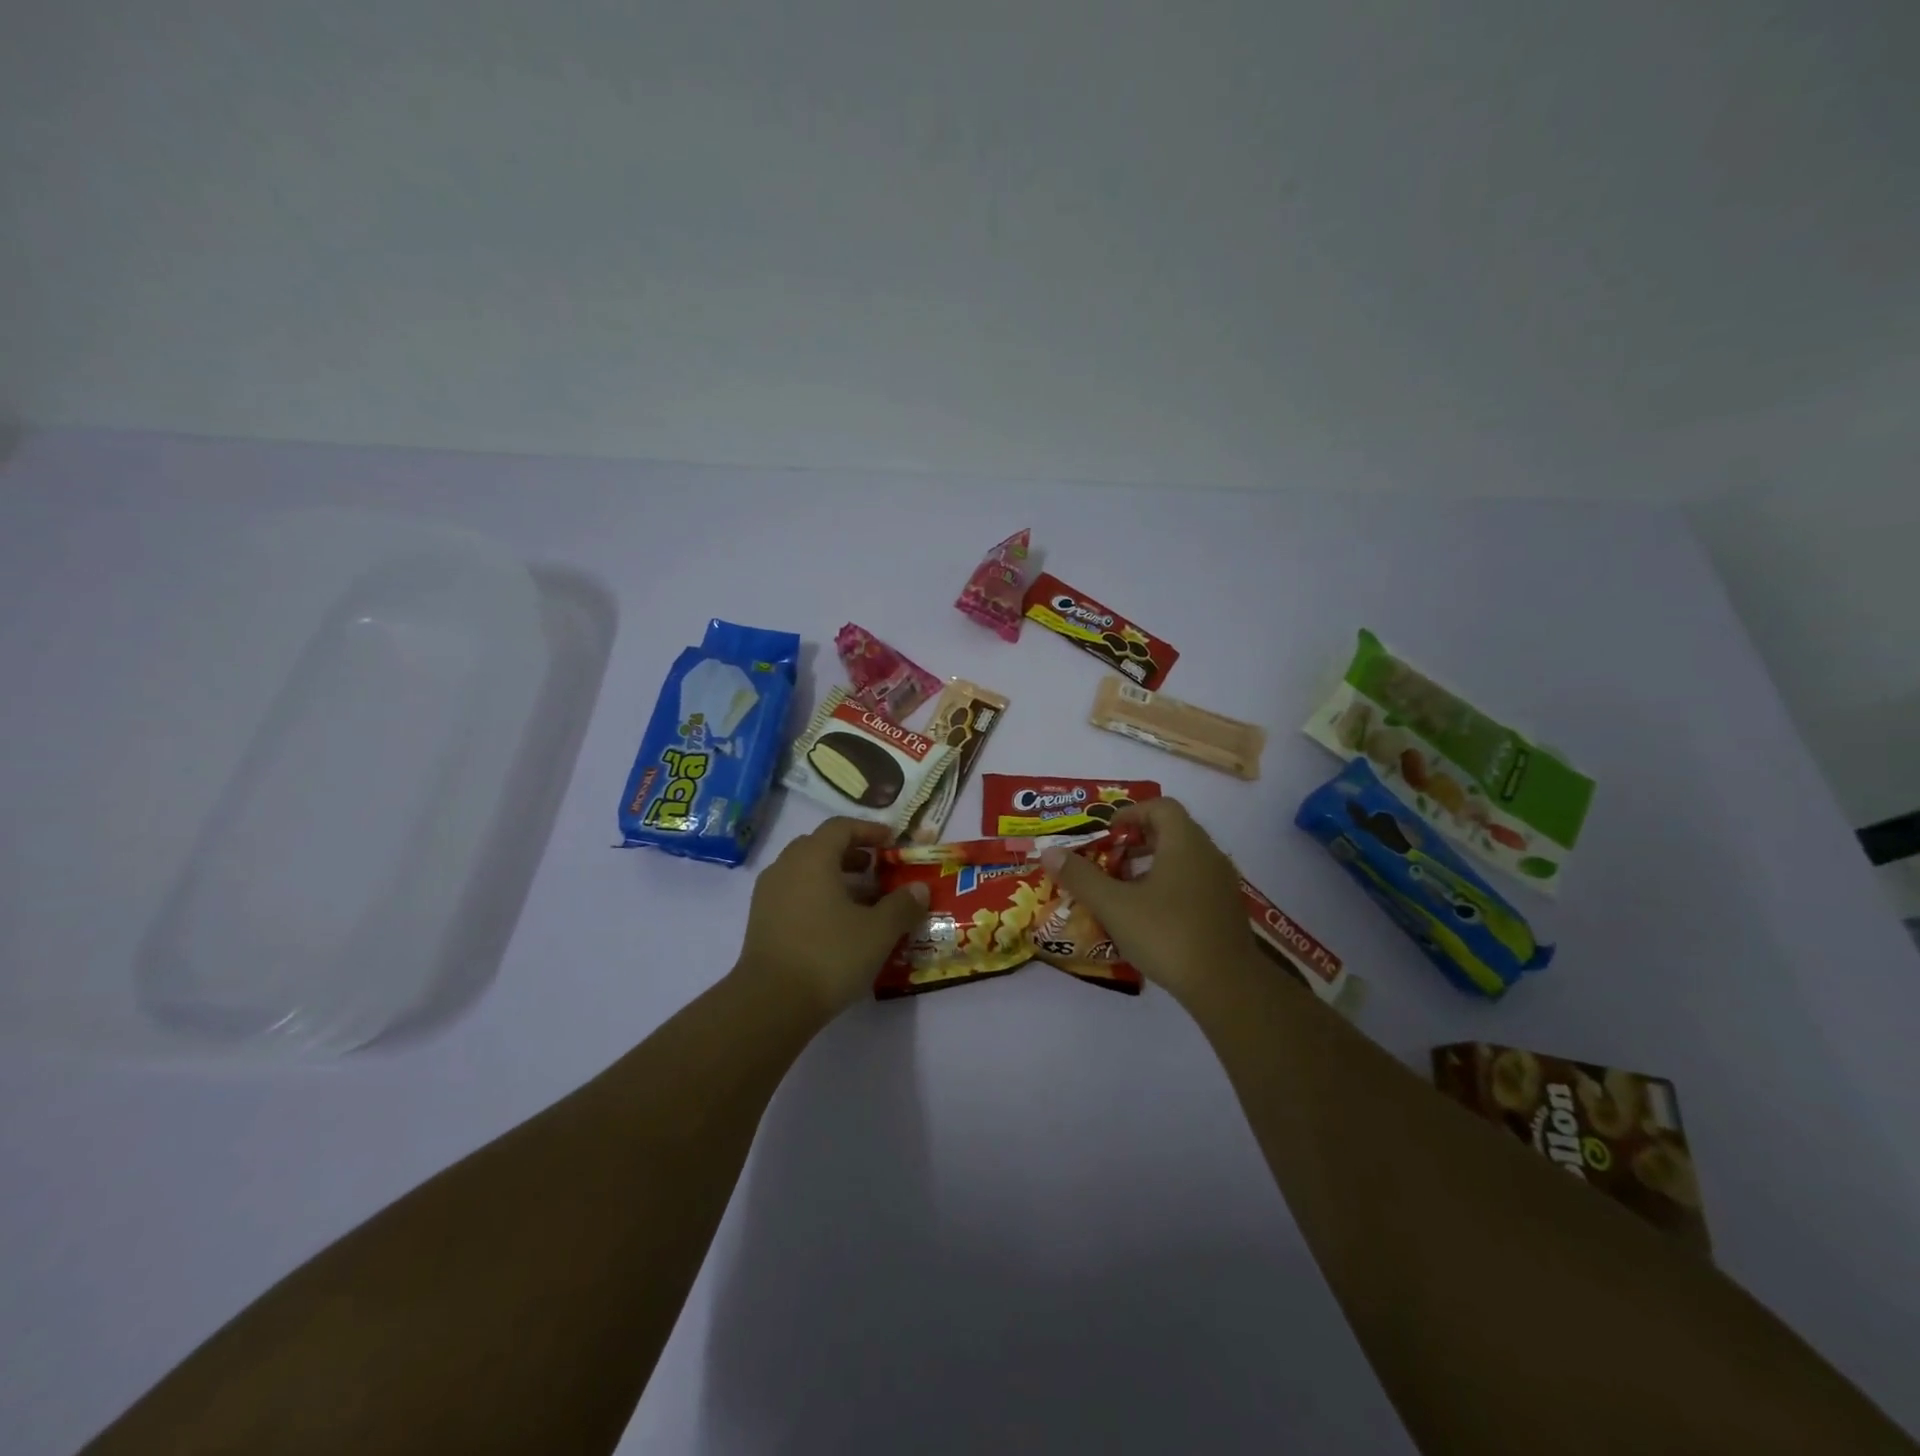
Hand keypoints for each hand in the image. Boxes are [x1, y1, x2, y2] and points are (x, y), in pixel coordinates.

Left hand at [733, 818, 930, 1018]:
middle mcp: (786, 867)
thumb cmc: (829, 955)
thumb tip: (919, 888)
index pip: (841, 827)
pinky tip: (838, 924)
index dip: (868, 830)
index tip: (891, 842)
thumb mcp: (878, 931)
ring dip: (835, 877)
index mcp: (812, 858)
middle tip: (877, 868)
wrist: (771, 1003)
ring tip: (863, 900)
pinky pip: (794, 894)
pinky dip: (817, 897)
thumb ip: (902, 905)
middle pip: (820, 846)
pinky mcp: (761, 921)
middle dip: (851, 854)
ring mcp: (768, 895)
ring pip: (805, 872)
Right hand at [1041, 798, 1259, 1007]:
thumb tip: (1048, 852)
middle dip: (1137, 840)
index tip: (1106, 834)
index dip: (1130, 813)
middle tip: (1109, 859)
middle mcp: (1209, 854)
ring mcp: (1222, 883)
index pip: (1160, 806)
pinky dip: (1170, 885)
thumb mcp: (1115, 906)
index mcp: (1185, 842)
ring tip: (1124, 888)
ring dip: (1152, 864)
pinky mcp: (1227, 909)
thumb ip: (1081, 877)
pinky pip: (1194, 882)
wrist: (1227, 986)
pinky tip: (1150, 916)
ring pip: (1184, 858)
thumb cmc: (1168, 934)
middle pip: (1172, 830)